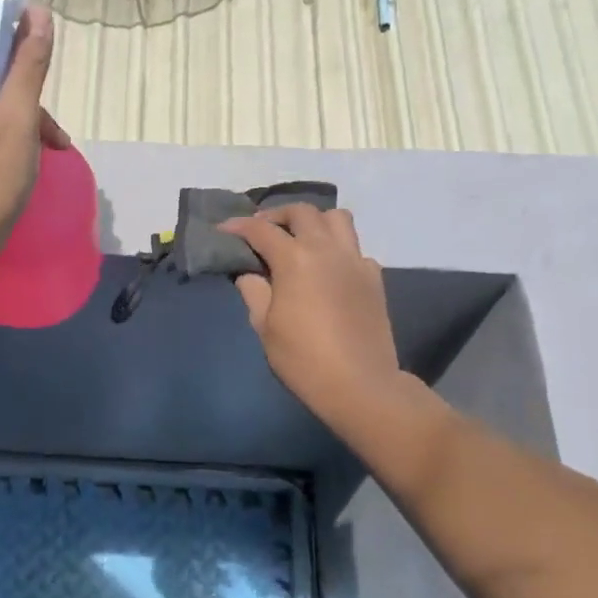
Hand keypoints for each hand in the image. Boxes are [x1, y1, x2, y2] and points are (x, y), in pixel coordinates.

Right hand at [218, 205, 402, 428]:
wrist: (360, 384)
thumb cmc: (303, 358)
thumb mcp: (264, 326)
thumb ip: (254, 291)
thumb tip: (249, 273)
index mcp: (295, 259)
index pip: (261, 230)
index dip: (238, 226)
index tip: (223, 229)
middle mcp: (327, 249)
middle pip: (302, 212)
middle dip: (277, 215)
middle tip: (261, 231)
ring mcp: (355, 260)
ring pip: (337, 218)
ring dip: (314, 221)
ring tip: (300, 238)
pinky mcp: (373, 277)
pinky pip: (354, 247)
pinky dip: (337, 248)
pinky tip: (327, 269)